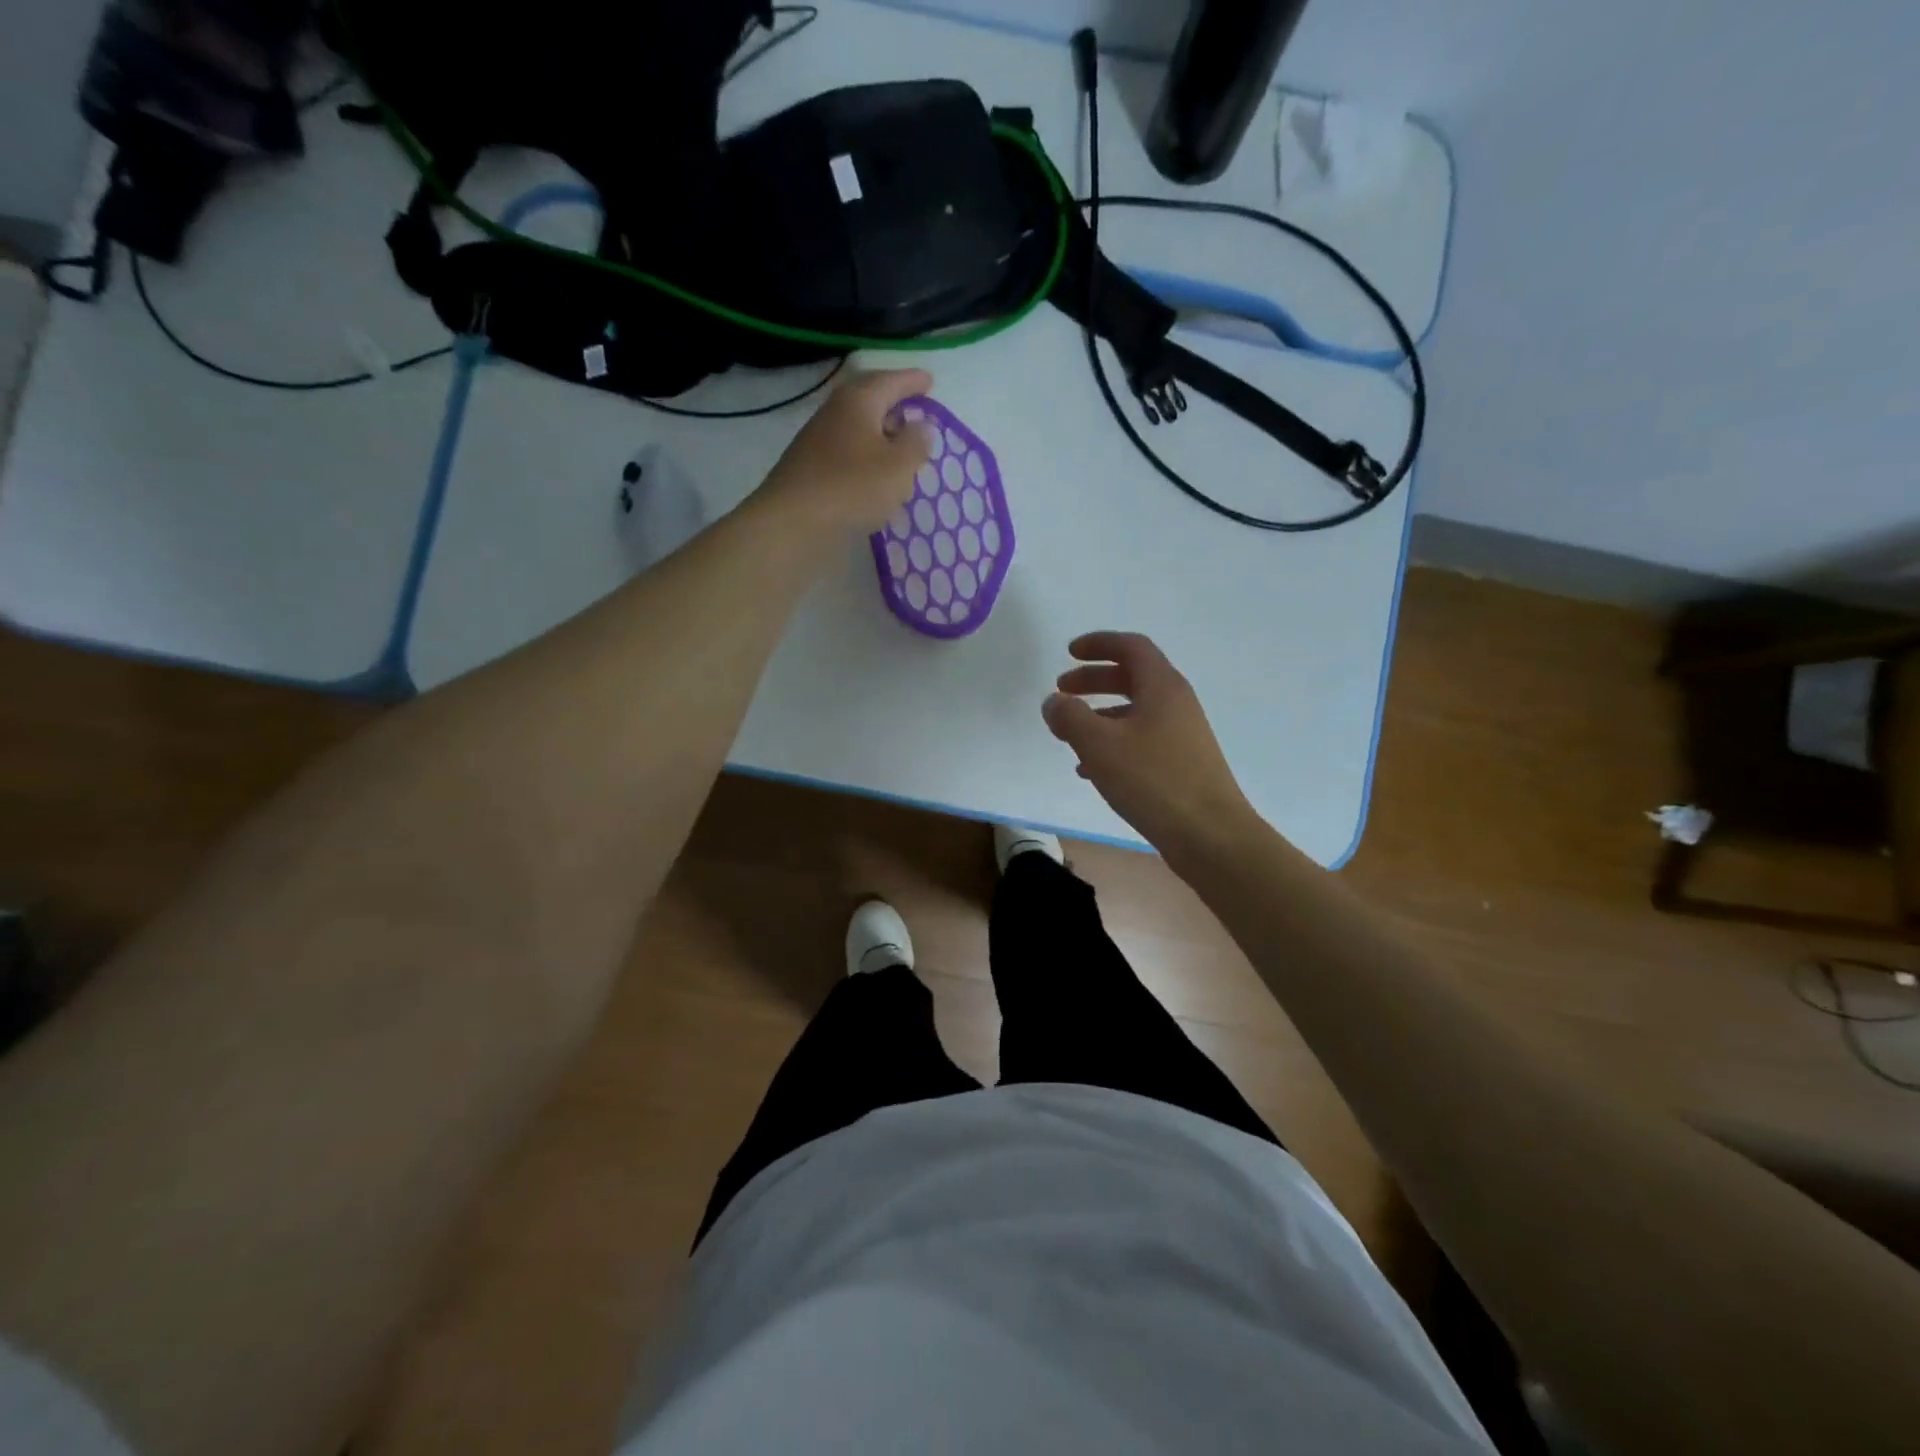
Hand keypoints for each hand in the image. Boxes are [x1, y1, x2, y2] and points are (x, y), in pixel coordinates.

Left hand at [757, 368, 935, 532]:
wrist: (792, 524)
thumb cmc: (853, 488)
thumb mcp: (899, 466)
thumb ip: (916, 443)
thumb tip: (922, 425)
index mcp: (858, 401)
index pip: (890, 381)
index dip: (912, 381)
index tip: (929, 380)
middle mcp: (835, 413)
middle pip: (868, 399)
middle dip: (892, 402)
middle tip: (914, 409)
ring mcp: (818, 441)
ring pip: (857, 427)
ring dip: (879, 433)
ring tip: (900, 446)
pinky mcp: (811, 469)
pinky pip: (847, 453)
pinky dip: (866, 457)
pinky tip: (875, 475)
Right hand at [1043, 632, 1260, 858]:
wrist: (1210, 835)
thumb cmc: (1153, 780)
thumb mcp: (1100, 745)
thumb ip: (1070, 717)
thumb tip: (1054, 701)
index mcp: (1162, 687)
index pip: (1131, 647)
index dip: (1099, 643)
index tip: (1069, 652)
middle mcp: (1176, 704)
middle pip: (1132, 677)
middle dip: (1094, 680)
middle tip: (1062, 691)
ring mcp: (1183, 735)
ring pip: (1135, 712)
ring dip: (1100, 715)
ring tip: (1069, 735)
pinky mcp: (1182, 764)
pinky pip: (1142, 741)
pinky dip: (1114, 744)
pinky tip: (1090, 771)